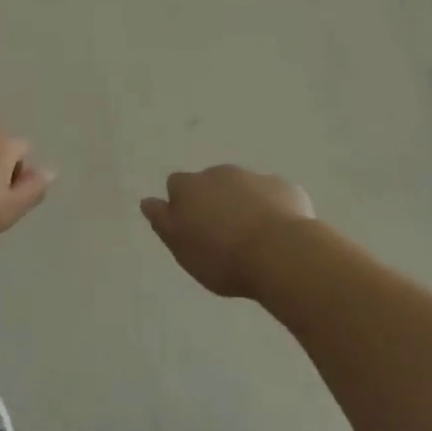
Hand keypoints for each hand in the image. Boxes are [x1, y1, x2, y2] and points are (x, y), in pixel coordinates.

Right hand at [141, 166, 313, 297]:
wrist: (279, 253)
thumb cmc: (222, 257)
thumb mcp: (181, 248)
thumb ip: (162, 221)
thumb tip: (147, 201)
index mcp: (189, 187)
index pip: (176, 185)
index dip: (182, 204)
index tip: (191, 228)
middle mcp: (219, 173)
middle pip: (210, 183)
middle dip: (214, 202)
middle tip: (222, 236)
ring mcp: (254, 177)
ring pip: (243, 187)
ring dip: (243, 203)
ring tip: (252, 237)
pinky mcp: (284, 187)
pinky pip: (273, 195)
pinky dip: (272, 208)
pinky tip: (278, 233)